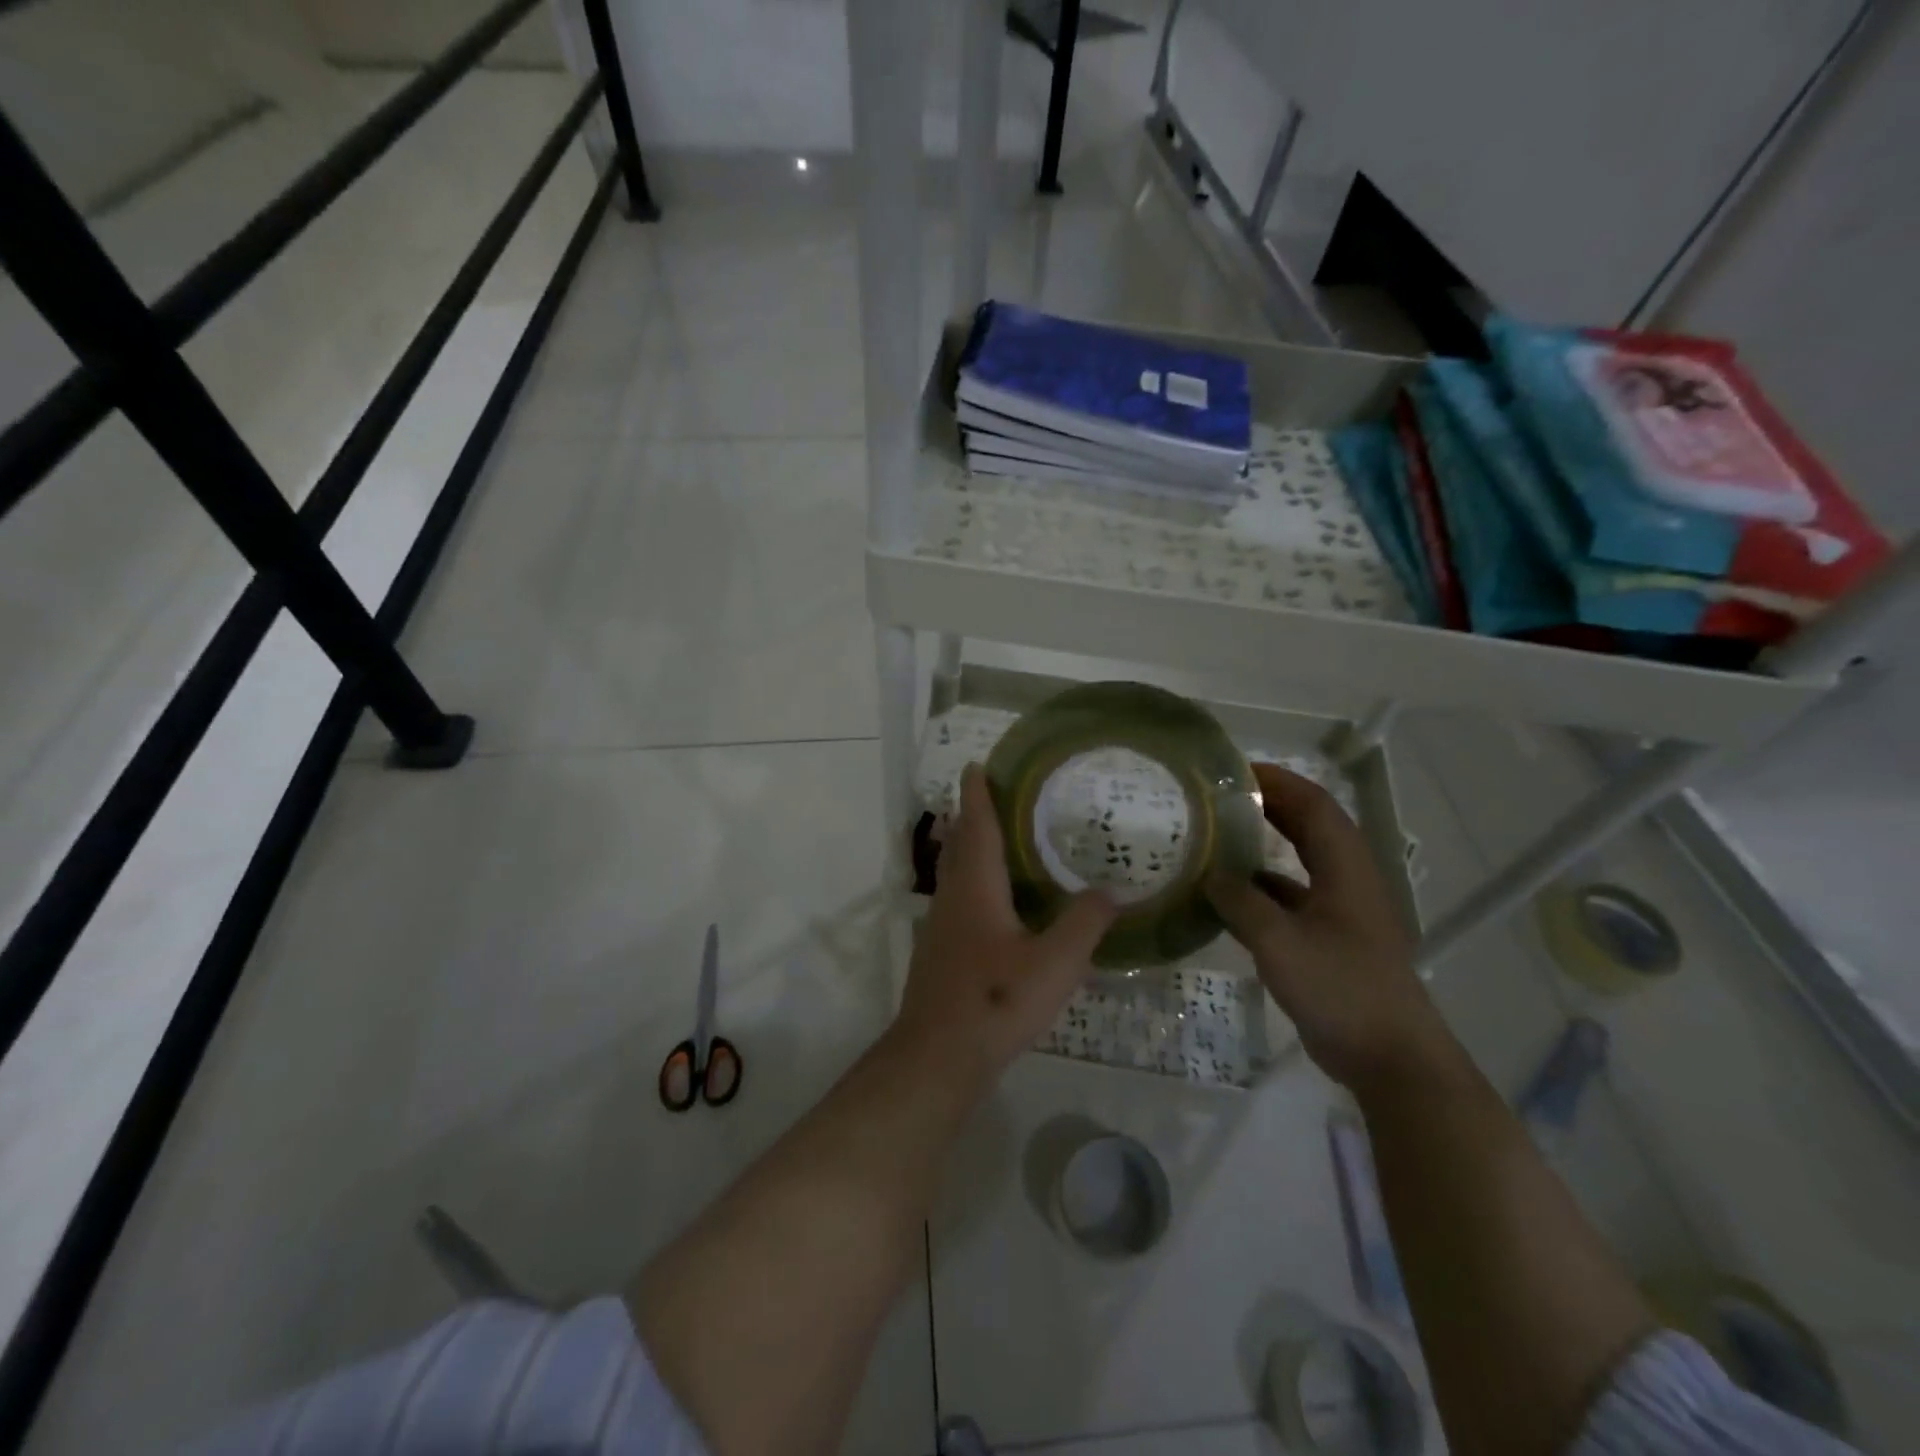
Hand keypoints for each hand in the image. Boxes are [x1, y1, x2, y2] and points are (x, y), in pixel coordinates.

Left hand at [894, 765, 1117, 1083]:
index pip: (976, 826)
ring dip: (970, 848)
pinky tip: (995, 903)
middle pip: (958, 844)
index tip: (975, 765)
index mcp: (976, 887)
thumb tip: (1112, 891)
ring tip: (999, 840)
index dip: (976, 794)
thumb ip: (1085, 923)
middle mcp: (953, 897)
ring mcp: (941, 926)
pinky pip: (957, 899)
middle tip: (995, 796)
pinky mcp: (940, 952)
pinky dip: (973, 882)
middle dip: (972, 816)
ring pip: (954, 873)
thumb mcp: (1056, 963)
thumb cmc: (996, 1000)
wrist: (937, 1055)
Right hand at [1206, 762, 1441, 1091]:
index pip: (1314, 806)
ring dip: (1262, 845)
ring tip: (1214, 836)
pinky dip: (1258, 889)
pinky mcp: (1327, 941)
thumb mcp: (1281, 943)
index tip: (1234, 771)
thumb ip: (1241, 903)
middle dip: (1268, 805)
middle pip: (1308, 827)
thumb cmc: (1342, 991)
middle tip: (1218, 797)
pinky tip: (1224, 897)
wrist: (1391, 1060)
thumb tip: (1209, 876)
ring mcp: (1338, 913)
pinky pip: (1288, 899)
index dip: (1278, 781)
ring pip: (1297, 862)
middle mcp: (1345, 882)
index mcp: (1345, 870)